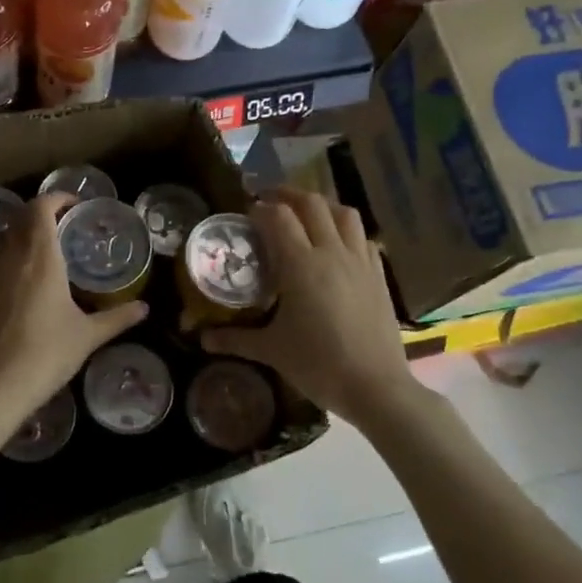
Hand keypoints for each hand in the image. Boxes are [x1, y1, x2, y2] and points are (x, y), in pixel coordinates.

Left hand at [0, 193, 147, 426]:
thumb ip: (117, 318)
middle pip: (22, 220)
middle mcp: (12, 259)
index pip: (41, 208)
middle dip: (42, 216)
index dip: (57, 198)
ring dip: (27, 243)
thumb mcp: (88, 335)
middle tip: (65, 228)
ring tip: (50, 263)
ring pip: (8, 245)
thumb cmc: (48, 353)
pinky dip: (14, 269)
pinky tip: (27, 295)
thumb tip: (144, 309)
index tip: (74, 205)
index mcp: (41, 258)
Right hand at [202, 187, 421, 428]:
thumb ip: (234, 339)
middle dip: (287, 195)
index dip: (260, 208)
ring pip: (343, 213)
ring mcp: (360, 261)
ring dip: (321, 206)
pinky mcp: (379, 275)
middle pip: (311, 203)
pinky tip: (336, 246)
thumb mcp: (271, 351)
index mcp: (301, 265)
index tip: (246, 213)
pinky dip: (346, 231)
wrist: (376, 387)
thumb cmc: (319, 365)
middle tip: (269, 202)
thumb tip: (202, 340)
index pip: (278, 217)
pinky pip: (363, 237)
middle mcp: (331, 252)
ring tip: (305, 216)